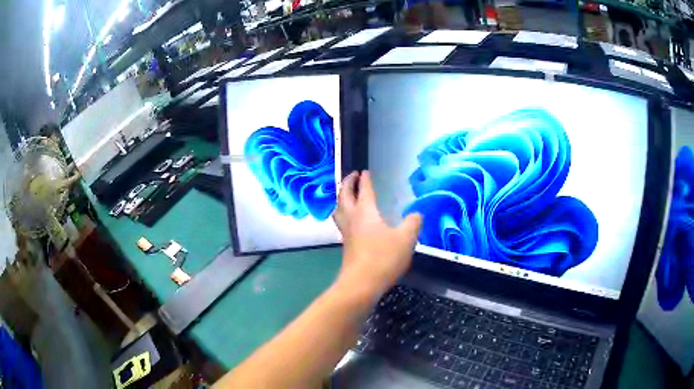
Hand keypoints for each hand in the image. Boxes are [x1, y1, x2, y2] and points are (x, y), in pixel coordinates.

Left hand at [333, 171, 421, 297]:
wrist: (361, 284)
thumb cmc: (383, 257)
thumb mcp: (406, 238)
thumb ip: (413, 223)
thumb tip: (416, 214)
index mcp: (366, 212)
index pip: (364, 190)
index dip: (364, 179)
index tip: (364, 171)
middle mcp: (352, 219)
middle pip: (344, 196)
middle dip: (348, 183)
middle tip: (352, 176)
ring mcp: (346, 234)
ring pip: (339, 210)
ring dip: (342, 199)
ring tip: (347, 196)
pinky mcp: (346, 247)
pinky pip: (342, 223)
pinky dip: (344, 215)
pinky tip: (353, 223)